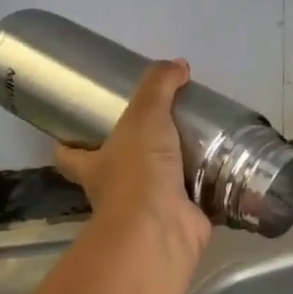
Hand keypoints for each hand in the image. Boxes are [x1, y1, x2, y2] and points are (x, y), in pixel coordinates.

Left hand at [55, 60, 210, 266]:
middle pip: (115, 166)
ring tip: (198, 137)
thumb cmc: (138, 173)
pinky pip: (193, 196)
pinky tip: (223, 164)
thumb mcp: (144, 117)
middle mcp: (115, 189)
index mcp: (94, 166)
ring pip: (156, 182)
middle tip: (158, 123)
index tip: (77, 123)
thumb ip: (159, 87)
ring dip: (173, 166)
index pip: (69, 152)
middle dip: (132, 150)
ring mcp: (147, 208)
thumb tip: (177, 65)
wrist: (162, 228)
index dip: (68, 139)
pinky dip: (205, 184)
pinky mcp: (179, 217)